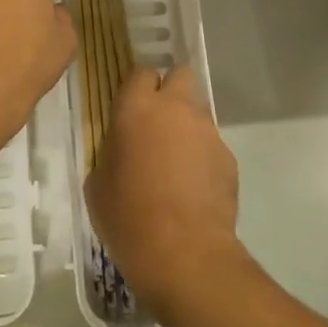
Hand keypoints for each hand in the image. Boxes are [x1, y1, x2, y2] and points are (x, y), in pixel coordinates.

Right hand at [84, 65, 241, 312]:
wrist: (184, 254)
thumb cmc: (128, 217)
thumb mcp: (98, 183)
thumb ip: (111, 152)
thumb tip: (122, 150)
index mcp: (137, 108)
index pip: (141, 72)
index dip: (137, 88)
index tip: (130, 109)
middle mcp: (176, 108)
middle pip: (180, 74)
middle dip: (171, 90)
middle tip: (158, 122)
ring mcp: (207, 131)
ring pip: (198, 112)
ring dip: (187, 127)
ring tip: (176, 164)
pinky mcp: (229, 158)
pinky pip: (212, 146)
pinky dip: (203, 158)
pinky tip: (193, 189)